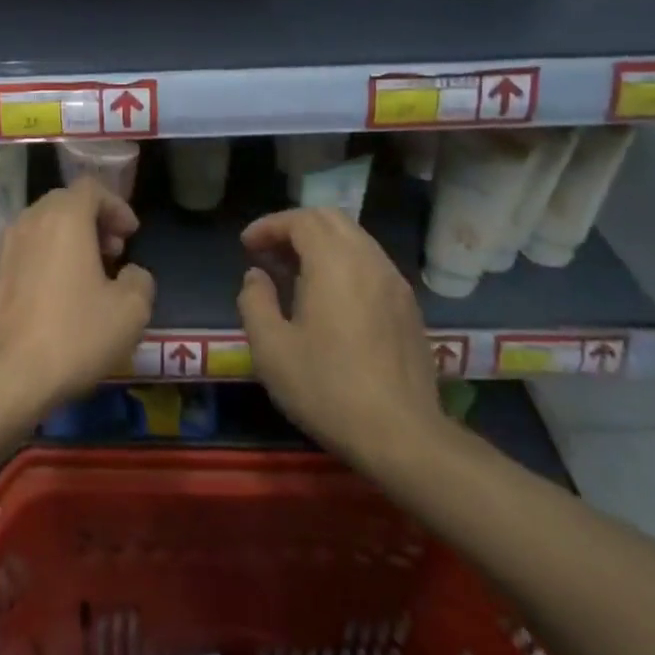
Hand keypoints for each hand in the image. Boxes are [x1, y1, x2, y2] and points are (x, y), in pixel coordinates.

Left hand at [0, 178, 155, 412]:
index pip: (91, 188)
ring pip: (37, 231)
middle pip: (62, 205)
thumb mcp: (130, 312)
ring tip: (81, 280)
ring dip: (63, 244)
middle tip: (111, 254)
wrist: (2, 380)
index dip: (116, 206)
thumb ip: (139, 280)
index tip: (130, 234)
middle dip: (91, 223)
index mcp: (62, 219)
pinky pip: (17, 258)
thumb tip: (129, 274)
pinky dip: (38, 265)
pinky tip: (48, 303)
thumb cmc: (73, 337)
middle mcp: (25, 223)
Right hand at [237, 208, 447, 472]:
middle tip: (268, 252)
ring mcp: (395, 283)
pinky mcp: (409, 307)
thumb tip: (256, 276)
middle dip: (295, 227)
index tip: (246, 245)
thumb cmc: (327, 388)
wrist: (402, 434)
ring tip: (293, 273)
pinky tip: (329, 298)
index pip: (301, 220)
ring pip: (355, 240)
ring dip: (321, 244)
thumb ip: (255, 302)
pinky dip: (343, 263)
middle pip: (331, 220)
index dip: (269, 226)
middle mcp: (369, 261)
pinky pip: (371, 264)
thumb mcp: (271, 349)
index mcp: (334, 263)